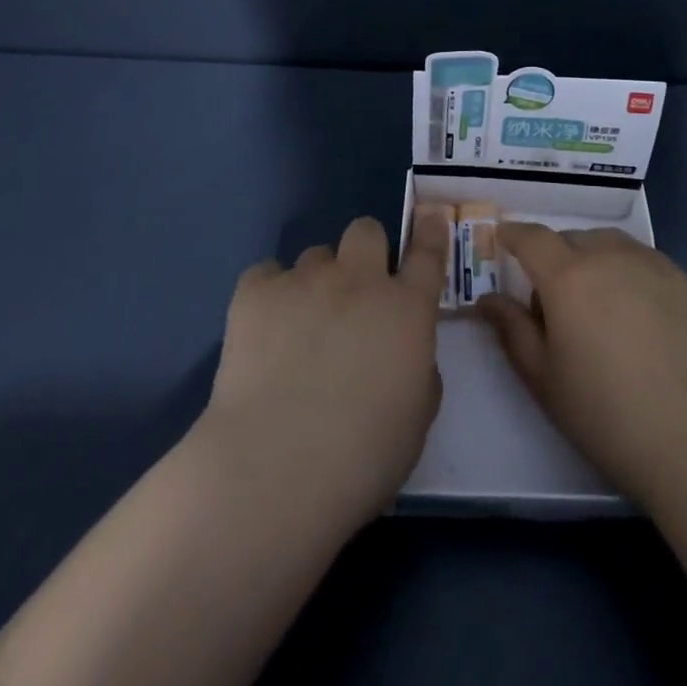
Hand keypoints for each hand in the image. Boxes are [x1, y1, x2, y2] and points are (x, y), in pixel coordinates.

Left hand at [200, 212, 448, 529]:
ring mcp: (305, 281)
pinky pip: (266, 274)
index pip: (428, 253)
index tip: (430, 217)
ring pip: (316, 255)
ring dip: (317, 280)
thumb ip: (418, 368)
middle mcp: (359, 280)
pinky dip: (270, 294)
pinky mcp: (255, 293)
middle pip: (366, 230)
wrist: (275, 468)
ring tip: (301, 327)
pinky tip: (263, 331)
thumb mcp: (416, 417)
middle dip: (365, 251)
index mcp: (406, 309)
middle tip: (355, 292)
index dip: (430, 231)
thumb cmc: (362, 457)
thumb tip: (402, 348)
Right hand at [476, 222, 686, 508]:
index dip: (513, 235)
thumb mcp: (544, 379)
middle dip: (554, 257)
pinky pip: (643, 260)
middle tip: (554, 301)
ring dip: (592, 259)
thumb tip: (488, 298)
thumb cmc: (607, 413)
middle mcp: (607, 255)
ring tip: (597, 304)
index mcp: (566, 275)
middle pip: (571, 239)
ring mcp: (651, 264)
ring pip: (609, 244)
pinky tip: (637, 315)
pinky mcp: (684, 280)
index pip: (531, 238)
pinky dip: (627, 272)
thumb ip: (512, 330)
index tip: (503, 239)